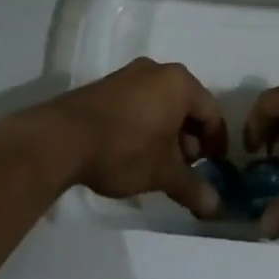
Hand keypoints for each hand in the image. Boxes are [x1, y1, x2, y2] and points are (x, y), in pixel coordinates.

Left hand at [33, 58, 228, 217]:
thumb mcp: (162, 173)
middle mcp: (157, 70)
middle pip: (187, 106)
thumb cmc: (124, 148)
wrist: (61, 139)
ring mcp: (129, 75)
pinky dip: (146, 126)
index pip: (212, 112)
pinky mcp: (107, 87)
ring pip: (162, 105)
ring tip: (159, 166)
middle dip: (190, 140)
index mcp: (179, 83)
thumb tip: (216, 208)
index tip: (216, 168)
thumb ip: (192, 187)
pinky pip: (140, 104)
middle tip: (186, 169)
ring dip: (168, 134)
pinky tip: (135, 152)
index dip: (217, 143)